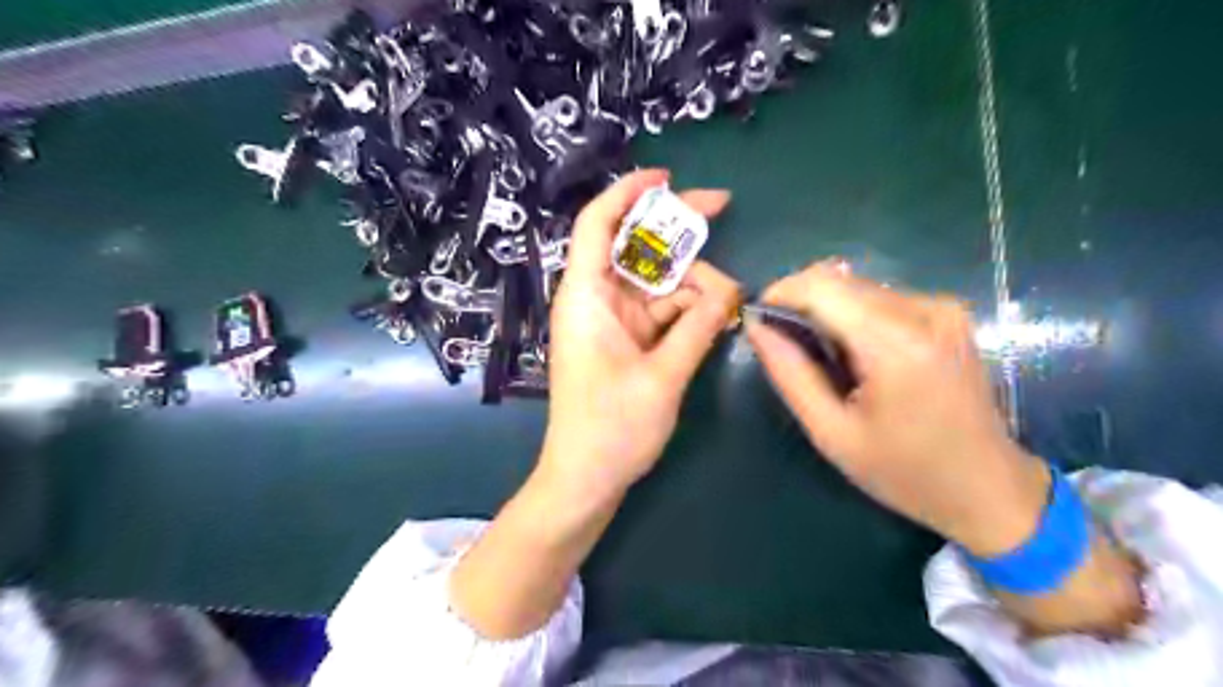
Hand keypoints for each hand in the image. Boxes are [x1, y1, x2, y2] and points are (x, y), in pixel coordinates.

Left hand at [547, 167, 738, 499]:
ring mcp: (612, 322)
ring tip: (728, 297)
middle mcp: (596, 301)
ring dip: (692, 281)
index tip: (667, 178)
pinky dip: (688, 309)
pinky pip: (660, 311)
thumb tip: (729, 291)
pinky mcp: (626, 342)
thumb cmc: (612, 431)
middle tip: (722, 207)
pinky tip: (717, 314)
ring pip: (654, 280)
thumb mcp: (662, 377)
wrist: (585, 481)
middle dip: (675, 228)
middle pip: (633, 246)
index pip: (597, 224)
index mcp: (587, 298)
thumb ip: (698, 327)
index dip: (628, 192)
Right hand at [752, 259, 1046, 555]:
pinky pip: (882, 298)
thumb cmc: (905, 472)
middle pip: (840, 281)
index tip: (758, 318)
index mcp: (897, 345)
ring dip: (827, 309)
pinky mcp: (949, 312)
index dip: (781, 293)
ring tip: (820, 355)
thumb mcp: (832, 433)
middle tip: (783, 343)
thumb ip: (790, 373)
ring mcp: (943, 308)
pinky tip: (855, 353)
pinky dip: (854, 315)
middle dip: (801, 302)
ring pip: (859, 287)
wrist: (990, 488)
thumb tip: (757, 326)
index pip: (823, 287)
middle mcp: (925, 311)